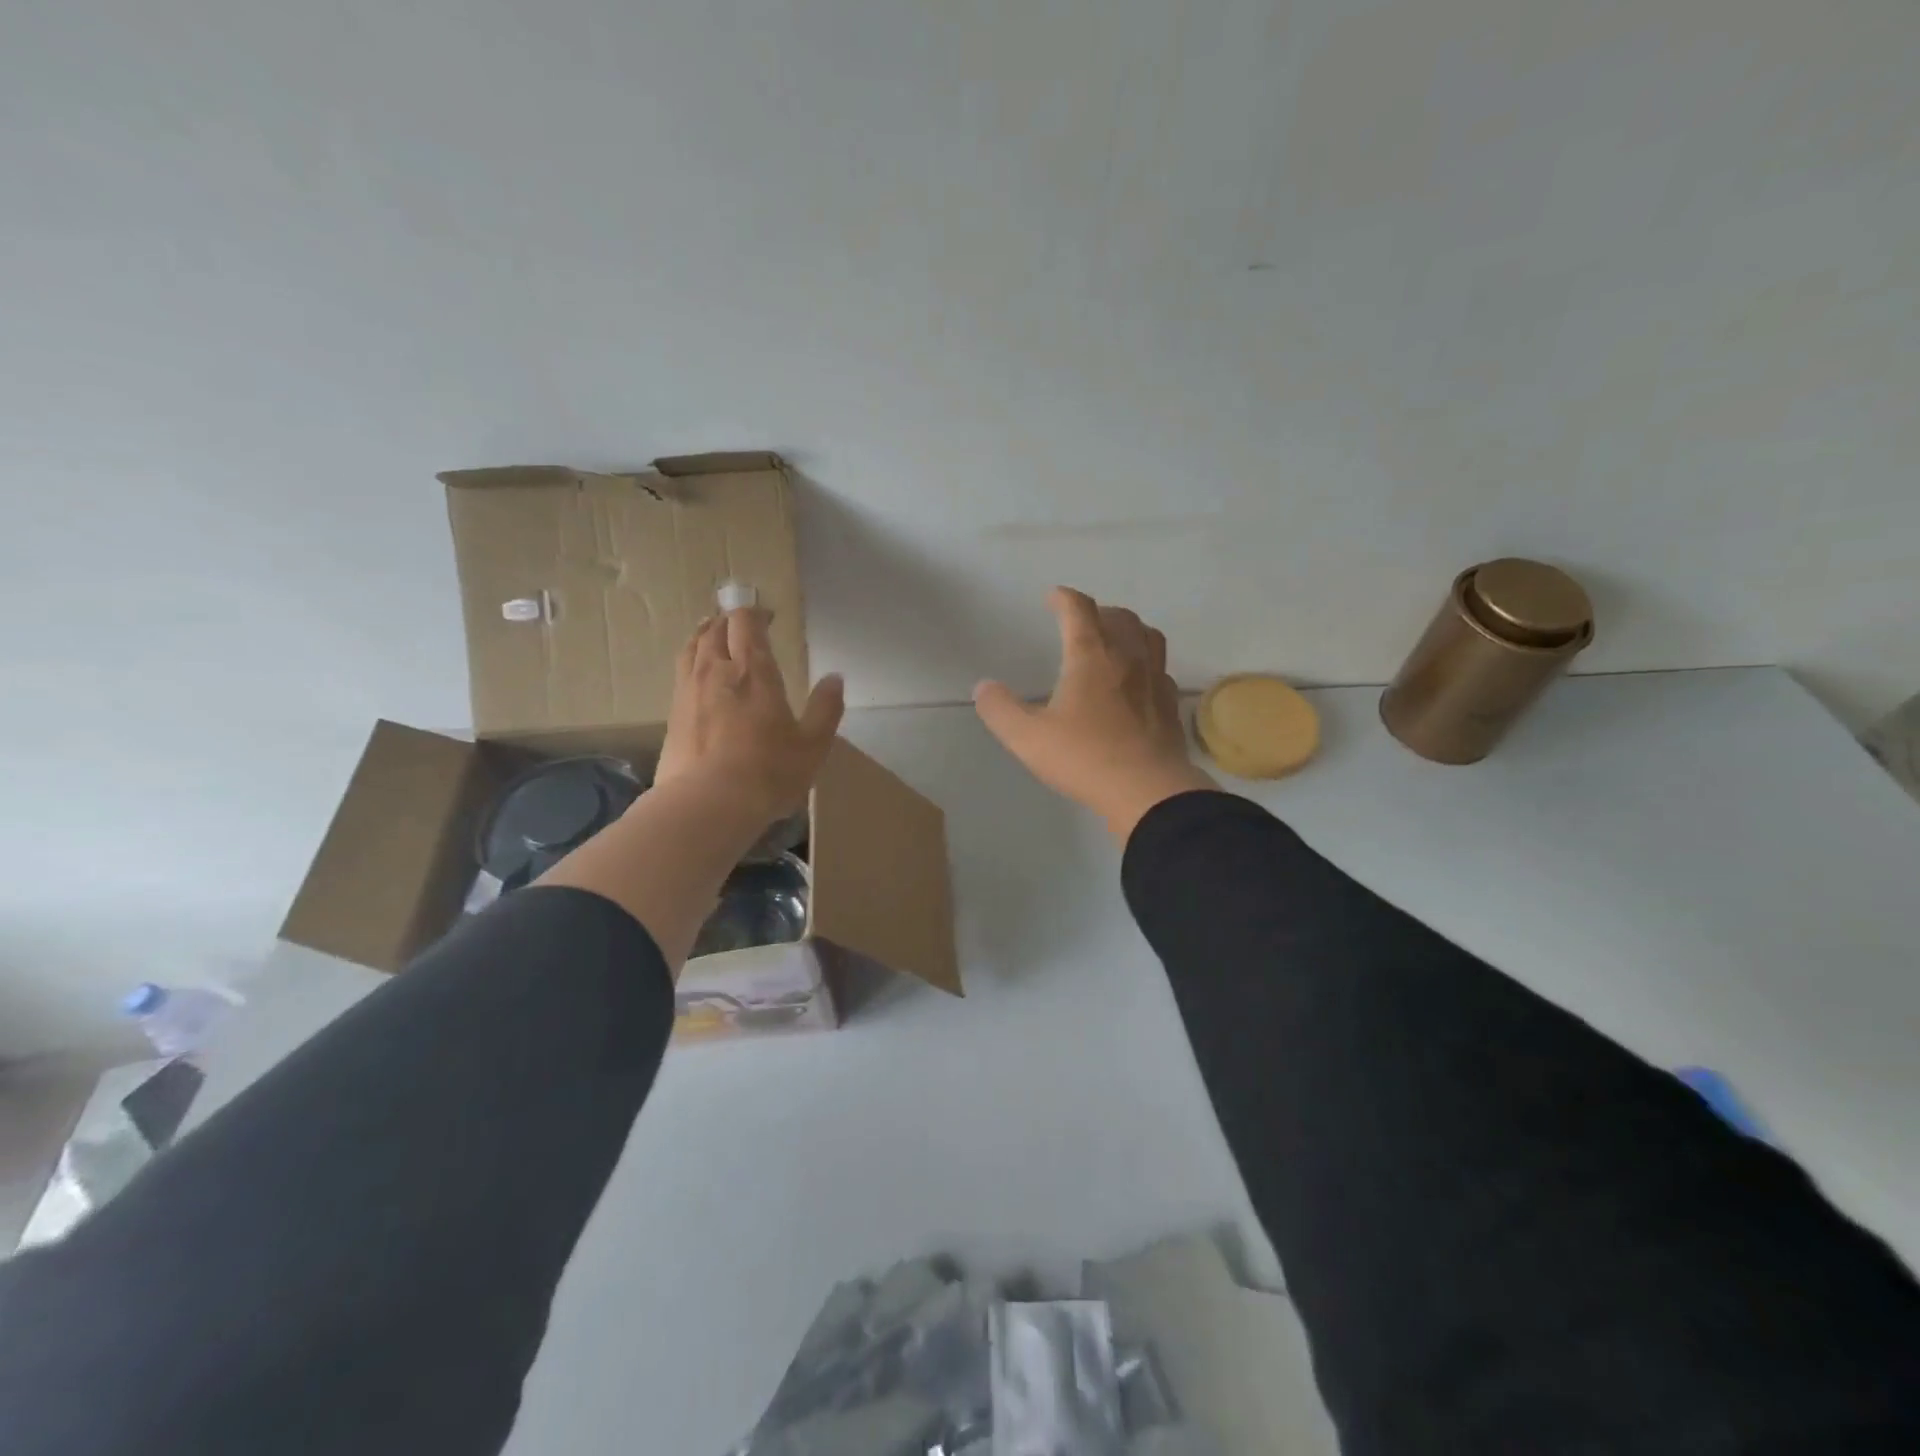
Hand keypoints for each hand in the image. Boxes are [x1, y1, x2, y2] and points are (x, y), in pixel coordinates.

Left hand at [653, 608, 844, 826]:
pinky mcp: (672, 715)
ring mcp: (688, 691)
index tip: (768, 616)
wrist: (707, 804)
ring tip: (712, 636)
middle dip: (729, 621)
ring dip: (704, 635)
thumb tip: (835, 678)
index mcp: (754, 671)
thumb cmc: (768, 771)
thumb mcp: (812, 744)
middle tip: (742, 625)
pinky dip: (691, 663)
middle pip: (714, 630)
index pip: (746, 623)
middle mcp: (716, 671)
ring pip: (691, 648)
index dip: (755, 613)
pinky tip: (698, 677)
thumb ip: (825, 708)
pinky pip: (680, 674)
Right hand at [975, 588, 1214, 840]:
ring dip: (1129, 630)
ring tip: (1115, 641)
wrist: (1147, 791)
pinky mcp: (1169, 704)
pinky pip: (1161, 669)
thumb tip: (984, 688)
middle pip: (1119, 617)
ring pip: (1148, 636)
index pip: (1079, 610)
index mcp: (1091, 656)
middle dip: (1097, 612)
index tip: (1053, 597)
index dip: (1064, 598)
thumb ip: (1000, 709)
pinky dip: (1146, 663)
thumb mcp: (1028, 737)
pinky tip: (1138, 681)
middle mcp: (1127, 657)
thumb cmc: (1084, 757)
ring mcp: (1154, 680)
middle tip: (1081, 622)